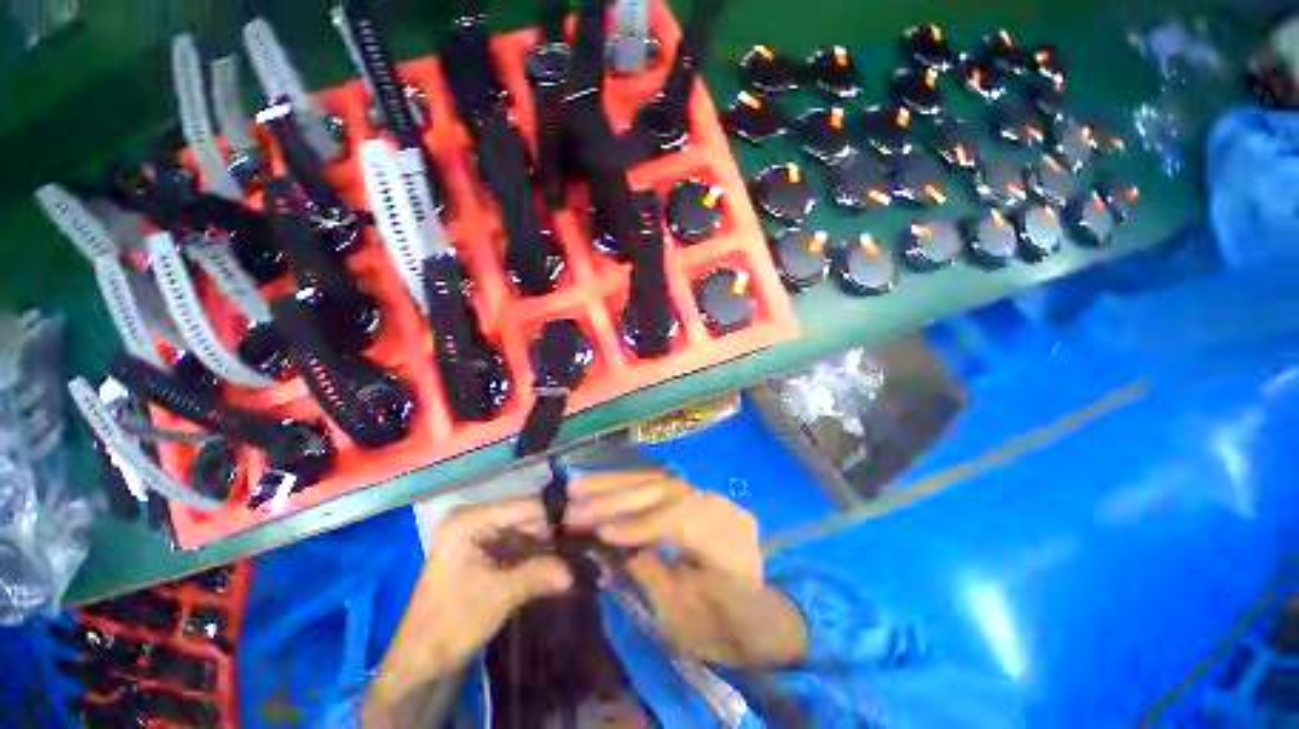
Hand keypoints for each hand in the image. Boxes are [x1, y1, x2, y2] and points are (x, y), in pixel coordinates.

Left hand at [365, 497, 572, 726]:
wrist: (422, 664)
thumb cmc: (451, 623)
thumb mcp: (498, 596)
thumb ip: (537, 575)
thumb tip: (573, 571)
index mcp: (468, 521)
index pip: (521, 507)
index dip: (551, 516)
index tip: (581, 527)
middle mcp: (474, 521)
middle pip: (524, 518)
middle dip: (551, 532)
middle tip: (581, 542)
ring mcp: (480, 538)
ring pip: (524, 533)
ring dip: (546, 545)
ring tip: (575, 552)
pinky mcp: (485, 555)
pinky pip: (518, 547)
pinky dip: (536, 556)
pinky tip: (557, 563)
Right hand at [566, 471, 807, 668]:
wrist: (762, 615)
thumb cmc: (724, 630)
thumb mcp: (685, 621)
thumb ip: (650, 578)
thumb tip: (614, 545)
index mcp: (731, 548)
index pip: (683, 522)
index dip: (641, 525)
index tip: (600, 533)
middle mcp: (723, 511)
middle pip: (668, 492)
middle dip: (618, 498)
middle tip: (574, 505)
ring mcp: (710, 497)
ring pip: (660, 481)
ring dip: (616, 482)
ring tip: (578, 485)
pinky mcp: (698, 495)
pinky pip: (660, 484)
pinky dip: (628, 483)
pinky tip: (601, 483)